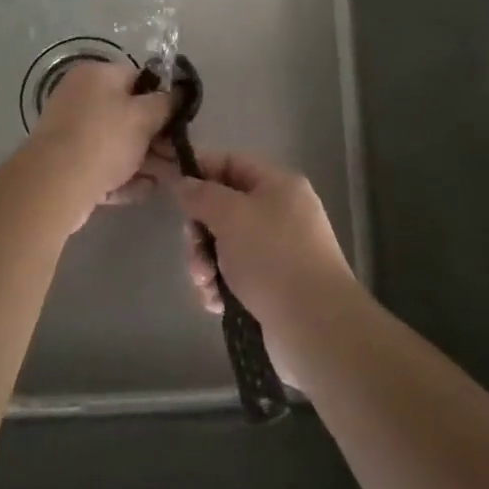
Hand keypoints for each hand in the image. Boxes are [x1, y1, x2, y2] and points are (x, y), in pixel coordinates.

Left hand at [25, 60, 173, 229]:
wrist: (55, 185)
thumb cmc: (104, 139)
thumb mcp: (144, 116)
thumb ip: (166, 103)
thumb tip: (179, 92)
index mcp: (95, 75)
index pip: (137, 77)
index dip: (161, 97)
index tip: (179, 118)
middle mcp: (80, 98)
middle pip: (127, 113)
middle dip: (155, 136)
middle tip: (178, 153)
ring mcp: (71, 133)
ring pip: (117, 143)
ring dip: (145, 159)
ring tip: (171, 177)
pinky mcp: (67, 164)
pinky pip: (102, 166)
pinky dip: (124, 176)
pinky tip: (147, 189)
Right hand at [172, 151, 358, 337]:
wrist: (315, 326)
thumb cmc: (272, 258)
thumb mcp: (231, 215)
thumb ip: (201, 195)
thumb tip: (184, 183)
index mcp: (278, 185)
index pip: (231, 163)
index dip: (200, 172)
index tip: (173, 192)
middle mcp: (281, 212)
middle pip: (224, 208)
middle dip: (200, 233)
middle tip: (195, 254)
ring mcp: (280, 250)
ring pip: (226, 245)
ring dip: (206, 264)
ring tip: (206, 286)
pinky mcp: (275, 285)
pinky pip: (237, 274)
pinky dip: (221, 286)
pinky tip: (217, 303)